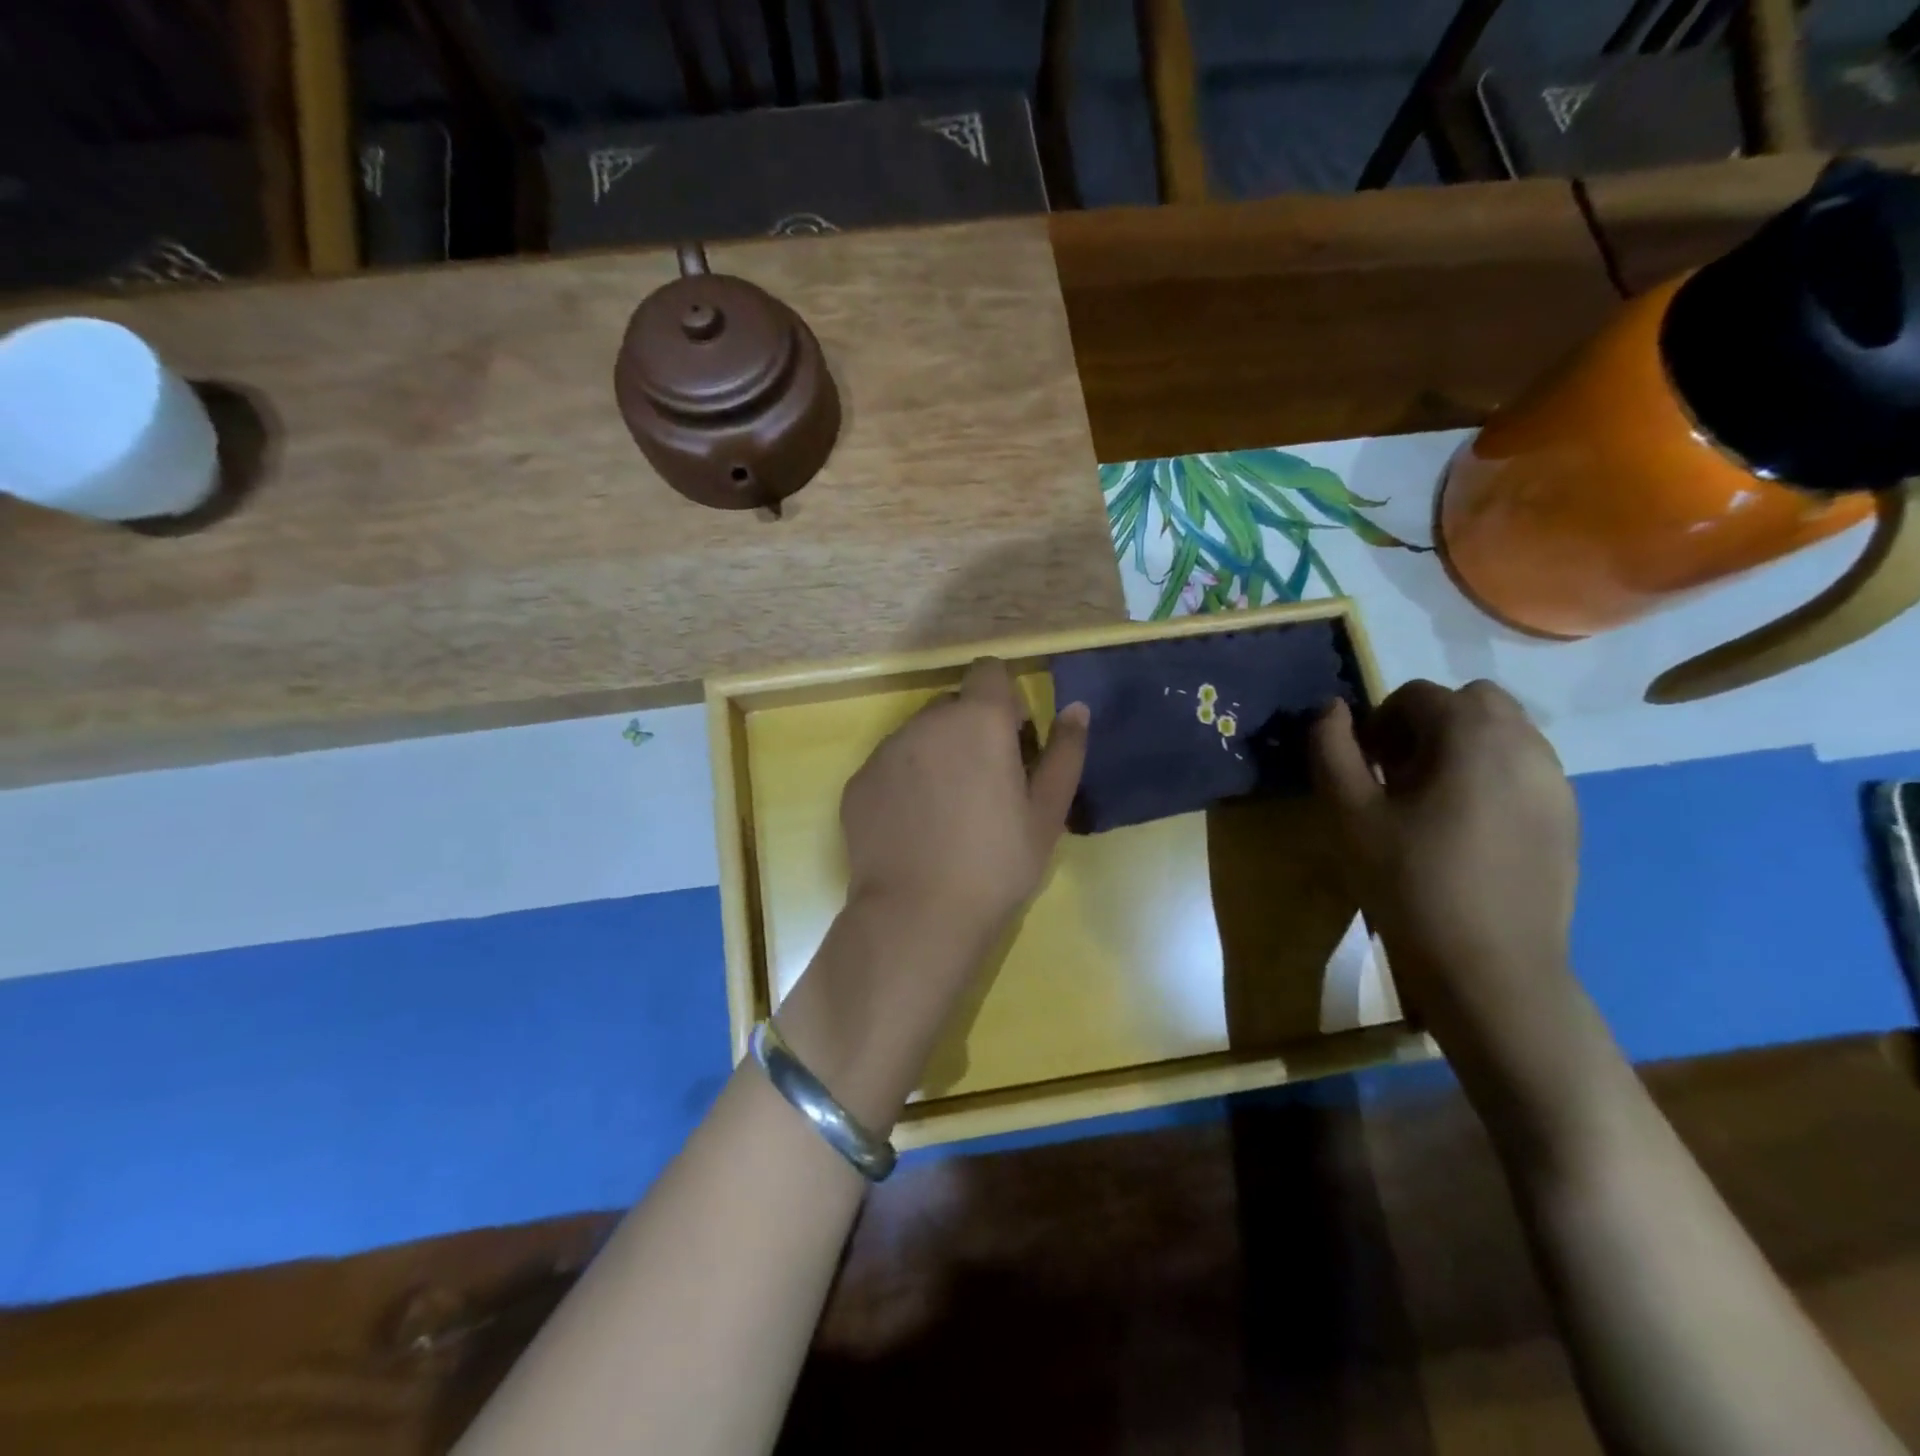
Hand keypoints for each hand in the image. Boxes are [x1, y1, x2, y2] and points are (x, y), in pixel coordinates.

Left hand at [841, 657, 1089, 943]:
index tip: (1013, 742)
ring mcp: (885, 750)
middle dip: (972, 730)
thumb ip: (1065, 752)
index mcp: (978, 719)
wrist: (917, 916)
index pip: (989, 670)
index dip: (1005, 699)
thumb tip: (1075, 708)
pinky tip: (915, 828)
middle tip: (986, 786)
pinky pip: (890, 765)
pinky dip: (905, 782)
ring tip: (947, 813)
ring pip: (919, 735)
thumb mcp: (1048, 812)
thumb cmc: (996, 863)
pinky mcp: (858, 781)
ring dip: (937, 755)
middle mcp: (926, 721)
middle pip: (953, 705)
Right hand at [1310, 680, 1578, 1030]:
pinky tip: (1464, 830)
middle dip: (1426, 725)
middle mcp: (1526, 744)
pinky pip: (1522, 771)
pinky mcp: (1567, 819)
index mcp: (1473, 735)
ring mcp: (1556, 782)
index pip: (1417, 695)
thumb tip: (1331, 709)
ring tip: (1428, 804)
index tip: (1363, 767)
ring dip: (1459, 748)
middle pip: (1470, 703)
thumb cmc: (1410, 883)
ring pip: (1502, 734)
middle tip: (1396, 776)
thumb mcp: (1350, 814)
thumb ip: (1332, 750)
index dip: (1378, 722)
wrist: (1492, 969)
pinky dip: (1488, 777)